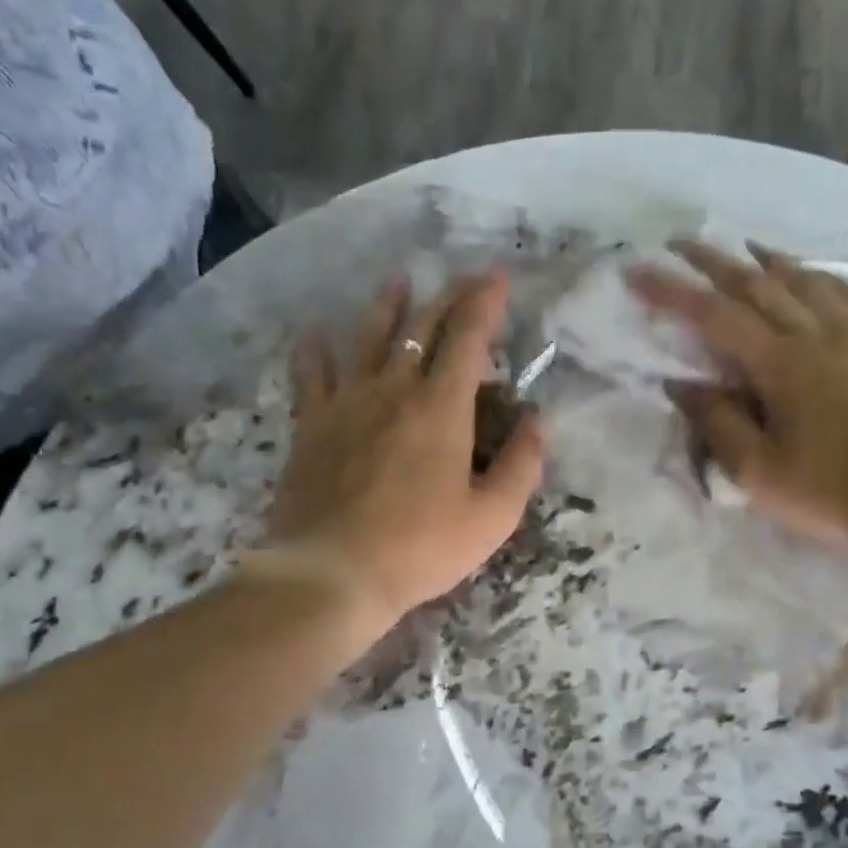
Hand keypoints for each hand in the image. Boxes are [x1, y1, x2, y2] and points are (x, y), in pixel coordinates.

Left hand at [263, 272, 544, 621]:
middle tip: (462, 281)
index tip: (496, 275)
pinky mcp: (311, 424)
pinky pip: (312, 373)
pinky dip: (316, 348)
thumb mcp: (493, 517)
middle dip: (446, 297)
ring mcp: (346, 402)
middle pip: (421, 328)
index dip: (485, 302)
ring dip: (387, 306)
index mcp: (442, 408)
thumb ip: (522, 465)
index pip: (468, 337)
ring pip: (367, 337)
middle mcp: (393, 390)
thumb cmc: (422, 548)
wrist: (332, 572)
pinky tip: (317, 333)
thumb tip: (537, 421)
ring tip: (397, 282)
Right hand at [628, 240, 847, 546]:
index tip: (638, 270)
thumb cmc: (832, 491)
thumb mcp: (758, 472)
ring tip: (746, 247)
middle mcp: (817, 334)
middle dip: (715, 260)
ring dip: (769, 260)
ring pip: (806, 280)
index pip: (714, 316)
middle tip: (683, 242)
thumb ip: (717, 424)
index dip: (671, 291)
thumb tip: (681, 384)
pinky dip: (819, 277)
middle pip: (758, 283)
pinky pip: (847, 294)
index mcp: (780, 365)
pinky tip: (813, 276)